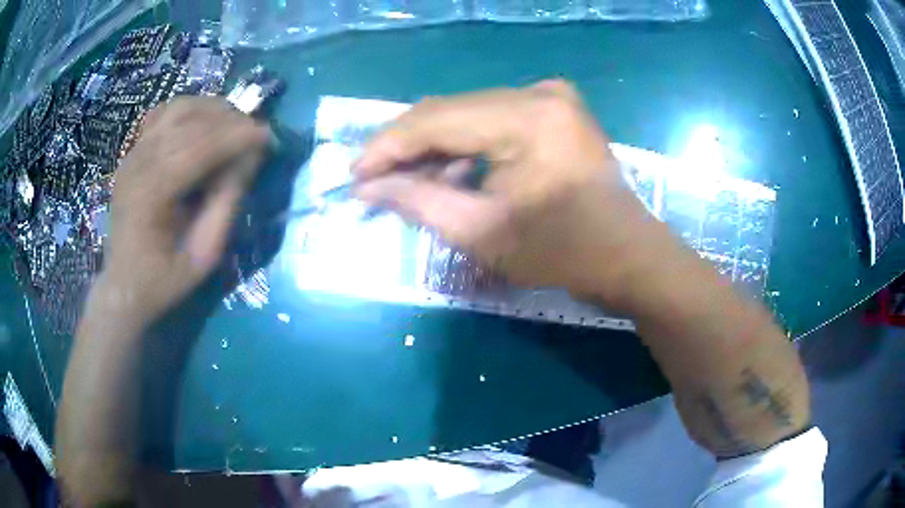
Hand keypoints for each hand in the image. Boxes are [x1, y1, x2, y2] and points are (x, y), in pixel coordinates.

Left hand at [102, 97, 268, 324]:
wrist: (124, 284)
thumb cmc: (163, 279)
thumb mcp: (203, 255)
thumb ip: (226, 203)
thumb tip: (251, 157)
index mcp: (151, 193)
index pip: (199, 147)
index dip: (238, 136)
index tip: (270, 137)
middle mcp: (139, 163)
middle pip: (191, 120)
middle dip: (230, 120)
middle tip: (256, 135)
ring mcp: (133, 153)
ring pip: (179, 108)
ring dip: (213, 110)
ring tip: (235, 127)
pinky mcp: (134, 151)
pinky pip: (165, 113)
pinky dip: (190, 111)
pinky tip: (204, 125)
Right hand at [354, 80, 662, 305]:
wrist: (627, 256)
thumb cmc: (563, 254)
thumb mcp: (482, 233)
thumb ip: (418, 201)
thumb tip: (367, 185)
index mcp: (527, 118)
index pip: (435, 120)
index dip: (387, 147)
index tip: (353, 174)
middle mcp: (538, 92)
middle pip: (449, 110)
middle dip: (406, 147)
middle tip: (373, 179)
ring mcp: (551, 96)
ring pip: (468, 112)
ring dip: (433, 146)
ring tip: (405, 182)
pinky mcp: (555, 108)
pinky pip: (493, 118)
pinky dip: (465, 144)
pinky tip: (447, 172)